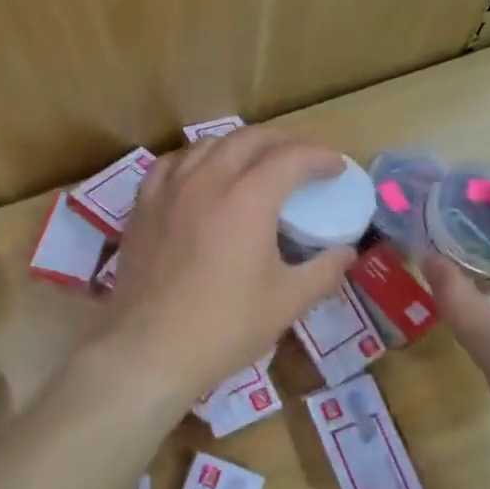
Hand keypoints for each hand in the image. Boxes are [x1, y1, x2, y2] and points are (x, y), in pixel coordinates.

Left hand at [94, 130, 355, 409]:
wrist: (148, 349)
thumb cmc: (223, 328)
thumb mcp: (287, 303)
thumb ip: (323, 271)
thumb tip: (346, 253)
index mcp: (248, 200)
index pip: (291, 157)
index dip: (320, 157)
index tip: (336, 168)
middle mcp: (207, 181)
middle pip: (250, 139)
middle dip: (283, 141)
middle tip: (303, 160)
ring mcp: (170, 190)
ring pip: (209, 144)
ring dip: (240, 145)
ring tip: (256, 163)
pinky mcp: (143, 206)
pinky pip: (173, 163)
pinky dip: (197, 159)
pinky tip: (202, 174)